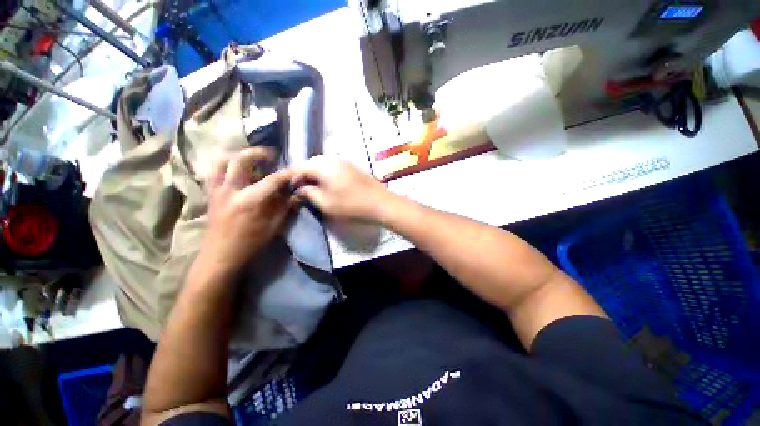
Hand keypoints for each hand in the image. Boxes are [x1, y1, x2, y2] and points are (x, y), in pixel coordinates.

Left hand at [201, 148, 294, 274]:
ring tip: (251, 159)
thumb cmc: (250, 243)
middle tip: (271, 155)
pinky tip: (235, 170)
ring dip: (237, 155)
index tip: (297, 170)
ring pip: (221, 160)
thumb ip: (287, 207)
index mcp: (249, 201)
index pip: (272, 179)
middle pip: (240, 159)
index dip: (288, 173)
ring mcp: (216, 190)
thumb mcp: (274, 227)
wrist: (219, 255)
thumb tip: (299, 193)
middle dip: (258, 153)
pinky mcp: (210, 193)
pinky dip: (224, 165)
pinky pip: (213, 171)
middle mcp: (230, 190)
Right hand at [291, 155, 389, 221]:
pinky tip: (325, 185)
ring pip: (321, 165)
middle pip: (309, 164)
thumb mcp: (325, 202)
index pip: (298, 167)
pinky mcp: (351, 166)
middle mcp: (331, 158)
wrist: (380, 202)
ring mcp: (343, 160)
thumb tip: (299, 188)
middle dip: (301, 176)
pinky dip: (324, 175)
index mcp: (322, 164)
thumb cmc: (351, 204)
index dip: (289, 177)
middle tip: (297, 190)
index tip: (283, 188)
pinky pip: (331, 167)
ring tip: (310, 189)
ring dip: (313, 176)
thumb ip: (308, 193)